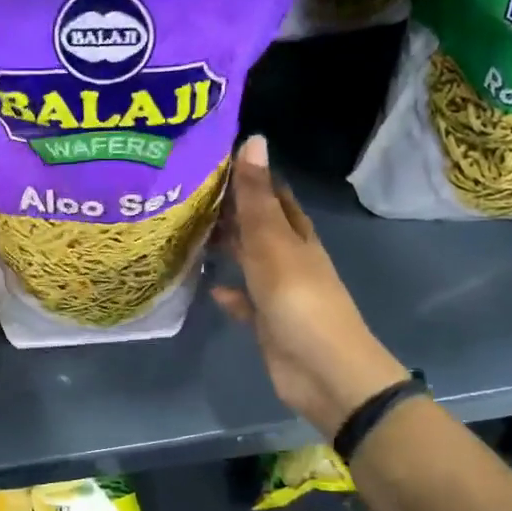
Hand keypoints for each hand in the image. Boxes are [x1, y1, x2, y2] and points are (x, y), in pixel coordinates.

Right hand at [213, 135, 408, 437]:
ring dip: (226, 249)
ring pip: (249, 261)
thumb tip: (253, 138)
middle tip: (187, 194)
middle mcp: (289, 258)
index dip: (249, 176)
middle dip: (230, 211)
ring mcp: (279, 291)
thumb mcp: (273, 243)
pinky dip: (230, 292)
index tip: (212, 159)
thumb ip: (256, 197)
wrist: (324, 371)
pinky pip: (245, 301)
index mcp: (296, 235)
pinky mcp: (268, 322)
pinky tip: (209, 287)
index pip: (272, 194)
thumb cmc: (298, 299)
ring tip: (188, 233)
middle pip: (258, 226)